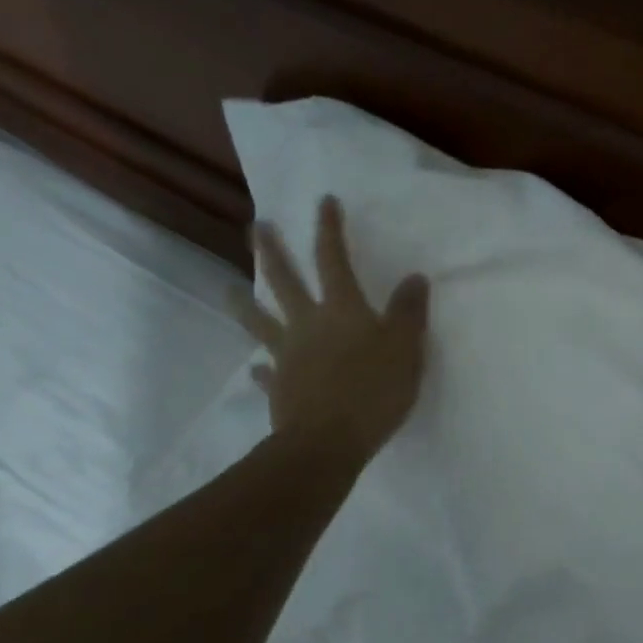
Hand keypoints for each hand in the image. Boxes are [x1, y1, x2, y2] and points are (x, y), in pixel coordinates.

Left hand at [229, 197, 429, 457]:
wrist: (328, 441)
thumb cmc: (373, 390)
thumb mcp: (406, 348)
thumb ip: (410, 312)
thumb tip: (415, 277)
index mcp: (341, 309)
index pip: (333, 259)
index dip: (329, 229)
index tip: (323, 201)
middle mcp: (308, 324)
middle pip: (284, 281)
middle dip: (271, 251)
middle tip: (256, 227)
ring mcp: (288, 355)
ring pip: (260, 321)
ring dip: (243, 302)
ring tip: (228, 288)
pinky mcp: (280, 388)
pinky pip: (267, 372)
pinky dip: (262, 368)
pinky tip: (257, 369)